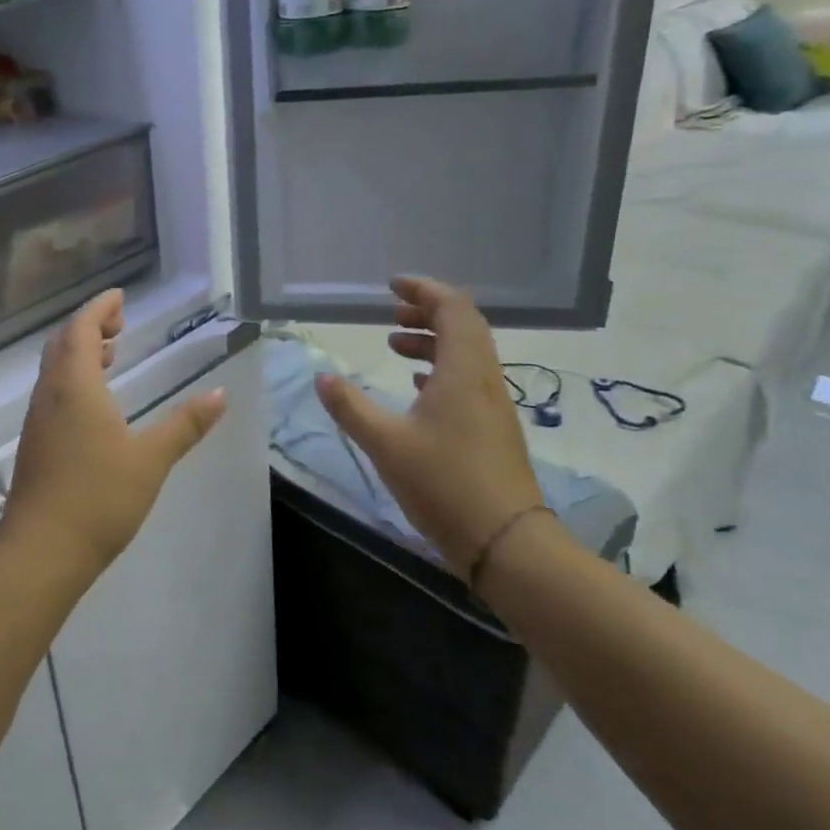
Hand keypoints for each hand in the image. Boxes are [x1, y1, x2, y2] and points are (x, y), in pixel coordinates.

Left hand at [1, 290, 227, 581]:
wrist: (41, 551)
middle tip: (119, 323)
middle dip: (90, 326)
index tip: (120, 296)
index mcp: (75, 385)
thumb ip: (185, 425)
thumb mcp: (150, 459)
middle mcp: (50, 393)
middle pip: (64, 342)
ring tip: (111, 355)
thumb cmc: (98, 498)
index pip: (82, 329)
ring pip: (55, 368)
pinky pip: (52, 390)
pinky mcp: (35, 442)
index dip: (100, 308)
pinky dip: (73, 377)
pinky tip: (94, 402)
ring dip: (80, 352)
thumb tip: (219, 394)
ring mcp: (38, 418)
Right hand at [315, 277, 542, 580]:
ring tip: (395, 347)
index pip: (453, 309)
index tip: (392, 286)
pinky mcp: (493, 429)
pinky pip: (468, 380)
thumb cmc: (444, 484)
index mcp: (463, 371)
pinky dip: (441, 369)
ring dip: (433, 341)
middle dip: (427, 312)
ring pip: (466, 354)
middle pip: (464, 326)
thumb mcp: (385, 443)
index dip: (424, 290)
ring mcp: (492, 405)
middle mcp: (484, 379)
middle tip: (391, 314)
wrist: (507, 543)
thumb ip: (350, 407)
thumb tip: (322, 378)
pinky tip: (418, 387)